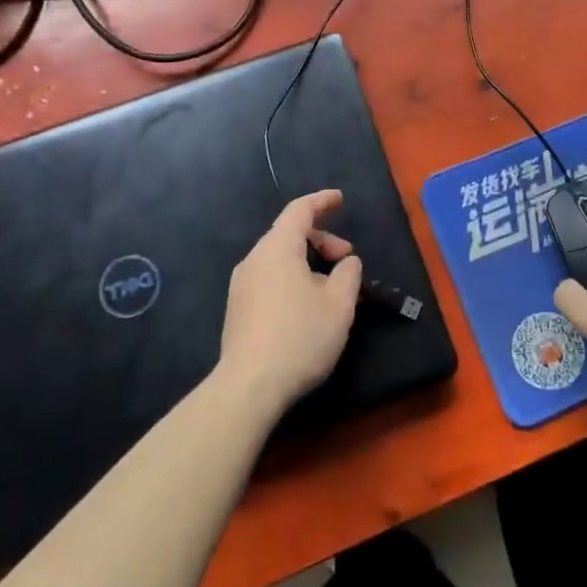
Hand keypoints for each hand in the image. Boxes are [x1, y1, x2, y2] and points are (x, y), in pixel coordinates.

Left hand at [217, 190, 361, 420]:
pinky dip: (292, 278)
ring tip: (331, 287)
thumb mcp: (339, 303)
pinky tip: (307, 306)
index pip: (299, 210)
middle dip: (321, 239)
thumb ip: (348, 273)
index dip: (322, 201)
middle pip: (289, 234)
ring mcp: (241, 286)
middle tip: (346, 258)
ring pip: (279, 259)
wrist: (249, 387)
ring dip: (307, 262)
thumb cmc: (300, 336)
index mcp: (277, 248)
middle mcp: (254, 260)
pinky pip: (269, 279)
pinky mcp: (237, 310)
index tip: (340, 199)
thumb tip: (346, 262)